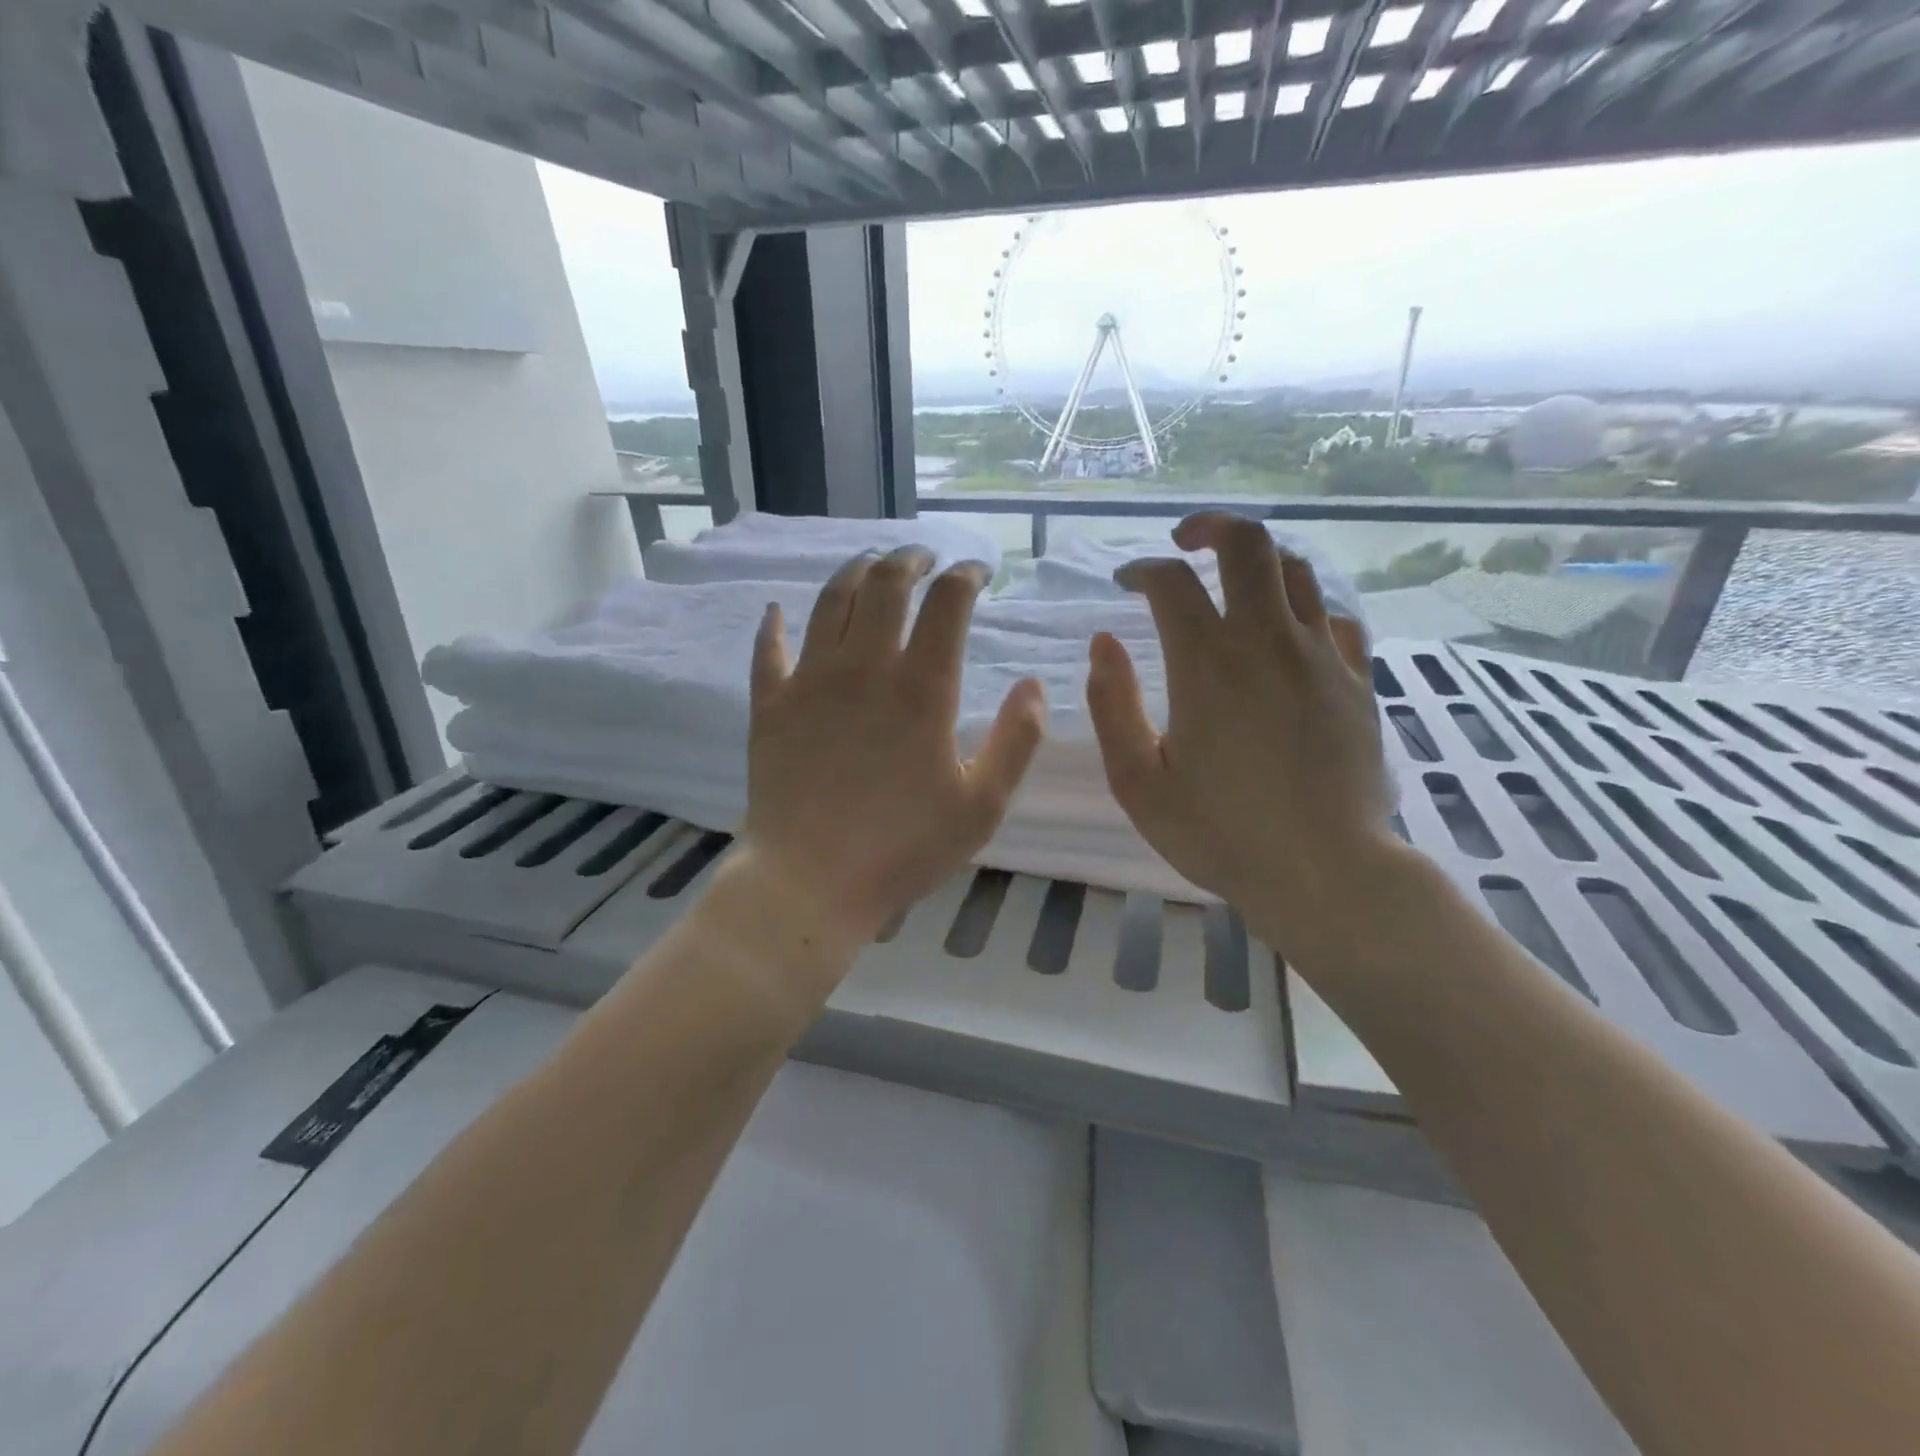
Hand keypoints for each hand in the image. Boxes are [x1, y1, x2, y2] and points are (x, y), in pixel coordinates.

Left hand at [740, 547, 1046, 954]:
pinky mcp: (771, 704)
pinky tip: (777, 611)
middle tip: (924, 557)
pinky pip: (769, 649)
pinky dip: (775, 624)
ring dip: (854, 572)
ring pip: (831, 602)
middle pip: (886, 584)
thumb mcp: (982, 805)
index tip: (978, 571)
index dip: (966, 575)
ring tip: (870, 563)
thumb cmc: (903, 848)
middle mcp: (865, 667)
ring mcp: (810, 681)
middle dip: (910, 559)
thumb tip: (1033, 685)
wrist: (810, 883)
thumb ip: (1017, 740)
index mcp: (922, 688)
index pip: (948, 603)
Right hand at [1086, 512, 1397, 945]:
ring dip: (1258, 562)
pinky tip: (1288, 634)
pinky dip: (1304, 609)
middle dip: (1211, 528)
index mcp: (1207, 663)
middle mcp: (1267, 641)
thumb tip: (1105, 644)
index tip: (1126, 584)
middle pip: (1249, 545)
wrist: (1325, 872)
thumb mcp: (1138, 782)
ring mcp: (1321, 657)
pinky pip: (1334, 618)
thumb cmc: (1220, 833)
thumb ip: (1113, 706)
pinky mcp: (1356, 681)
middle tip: (1185, 542)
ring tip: (1233, 581)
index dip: (1142, 571)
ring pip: (1296, 571)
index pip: (1171, 583)